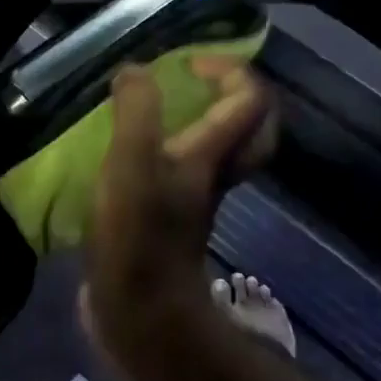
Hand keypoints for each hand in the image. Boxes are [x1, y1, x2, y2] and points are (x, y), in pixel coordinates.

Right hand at [83, 59, 275, 351]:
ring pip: (218, 152)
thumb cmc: (140, 239)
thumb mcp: (131, 164)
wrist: (140, 316)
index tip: (185, 64)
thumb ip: (136, 112)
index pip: (249, 99)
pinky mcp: (169, 221)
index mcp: (212, 156)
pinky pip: (184, 173)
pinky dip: (169, 153)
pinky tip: (129, 154)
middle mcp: (213, 175)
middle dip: (232, 96)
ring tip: (157, 110)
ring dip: (200, 122)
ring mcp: (194, 201)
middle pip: (251, 130)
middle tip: (192, 82)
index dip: (228, 68)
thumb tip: (134, 71)